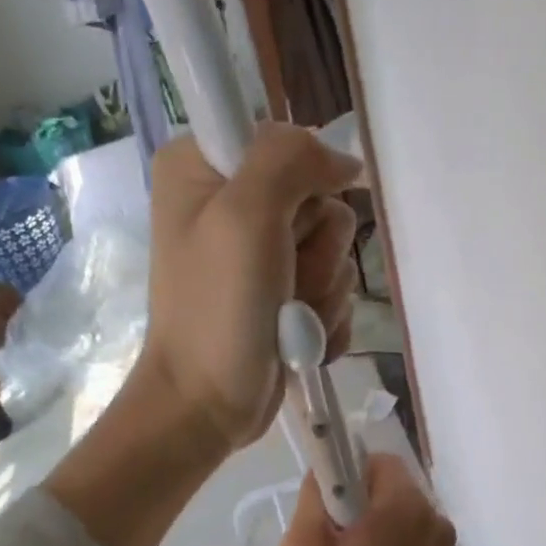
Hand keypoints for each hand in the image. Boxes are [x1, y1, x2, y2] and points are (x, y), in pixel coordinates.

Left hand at [139, 124, 360, 451]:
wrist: (207, 404)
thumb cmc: (218, 310)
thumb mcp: (246, 216)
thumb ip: (290, 160)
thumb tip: (342, 159)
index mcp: (203, 168)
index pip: (286, 141)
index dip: (304, 181)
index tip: (291, 222)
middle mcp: (231, 204)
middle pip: (319, 199)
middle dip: (316, 250)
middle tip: (282, 280)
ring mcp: (261, 255)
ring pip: (335, 248)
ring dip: (321, 290)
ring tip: (286, 318)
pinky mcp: (283, 295)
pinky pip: (333, 288)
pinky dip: (324, 317)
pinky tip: (299, 338)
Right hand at [276, 454, 456, 545]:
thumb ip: (314, 498)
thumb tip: (326, 472)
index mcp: (404, 509)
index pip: (378, 462)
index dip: (348, 476)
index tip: (329, 509)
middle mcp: (435, 522)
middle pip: (395, 488)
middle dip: (363, 503)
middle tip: (335, 542)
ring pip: (405, 515)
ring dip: (380, 527)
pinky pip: (416, 543)